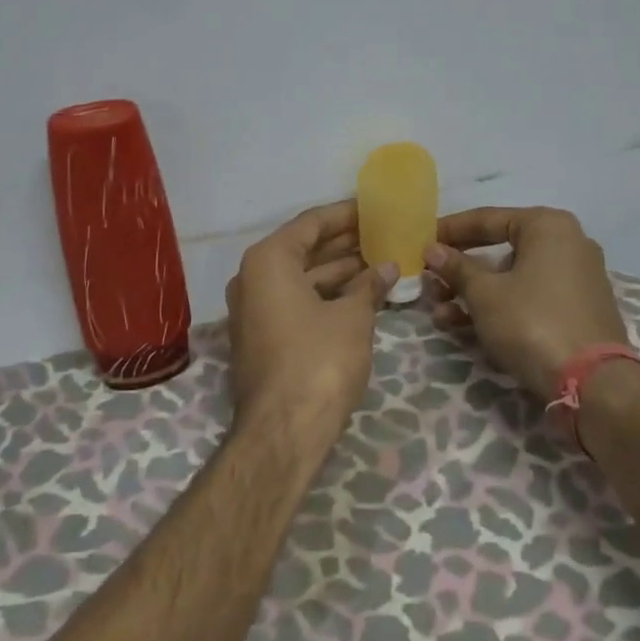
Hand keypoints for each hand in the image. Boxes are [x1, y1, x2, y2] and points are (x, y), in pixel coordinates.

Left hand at [224, 200, 397, 445]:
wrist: (283, 432)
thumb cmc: (318, 361)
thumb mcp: (352, 318)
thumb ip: (369, 286)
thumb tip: (387, 267)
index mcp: (268, 260)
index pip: (310, 223)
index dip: (345, 214)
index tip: (373, 207)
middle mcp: (252, 278)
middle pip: (303, 249)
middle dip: (344, 243)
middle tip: (382, 233)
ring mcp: (254, 310)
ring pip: (302, 278)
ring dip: (339, 272)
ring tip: (380, 262)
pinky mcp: (262, 337)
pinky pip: (296, 302)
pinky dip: (326, 296)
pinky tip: (361, 295)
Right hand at [423, 206, 631, 400]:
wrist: (594, 385)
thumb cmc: (532, 322)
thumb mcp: (484, 294)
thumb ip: (456, 268)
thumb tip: (432, 250)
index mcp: (548, 226)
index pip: (487, 219)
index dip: (450, 230)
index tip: (421, 241)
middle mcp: (567, 244)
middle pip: (498, 250)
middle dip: (459, 270)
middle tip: (429, 281)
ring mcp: (575, 279)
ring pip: (511, 278)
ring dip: (471, 294)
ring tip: (439, 313)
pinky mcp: (576, 311)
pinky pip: (528, 299)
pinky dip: (498, 308)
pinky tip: (463, 327)